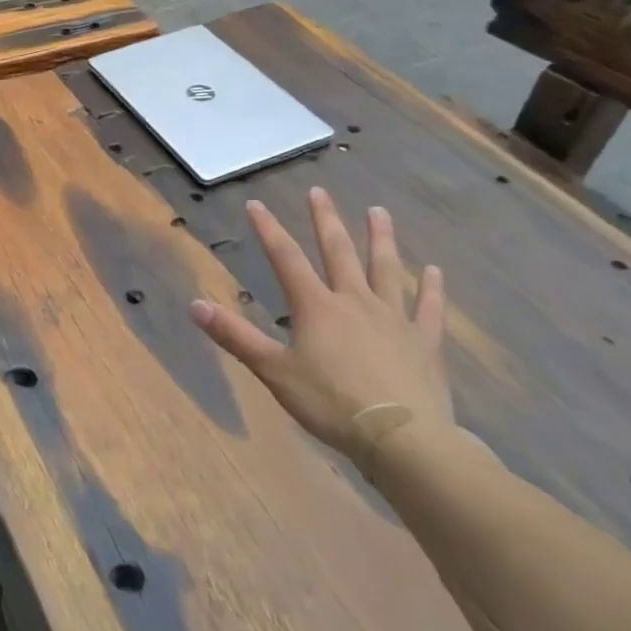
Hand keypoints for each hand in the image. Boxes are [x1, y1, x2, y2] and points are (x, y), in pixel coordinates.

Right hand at [190, 187, 450, 472]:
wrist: (402, 438)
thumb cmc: (330, 403)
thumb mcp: (273, 371)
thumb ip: (235, 336)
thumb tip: (194, 305)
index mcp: (316, 307)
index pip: (286, 258)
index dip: (269, 230)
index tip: (256, 204)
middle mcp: (354, 301)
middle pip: (338, 252)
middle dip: (325, 220)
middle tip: (319, 192)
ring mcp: (394, 319)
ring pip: (386, 270)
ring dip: (381, 239)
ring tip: (378, 211)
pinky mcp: (425, 343)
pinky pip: (428, 309)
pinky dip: (432, 289)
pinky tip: (435, 271)